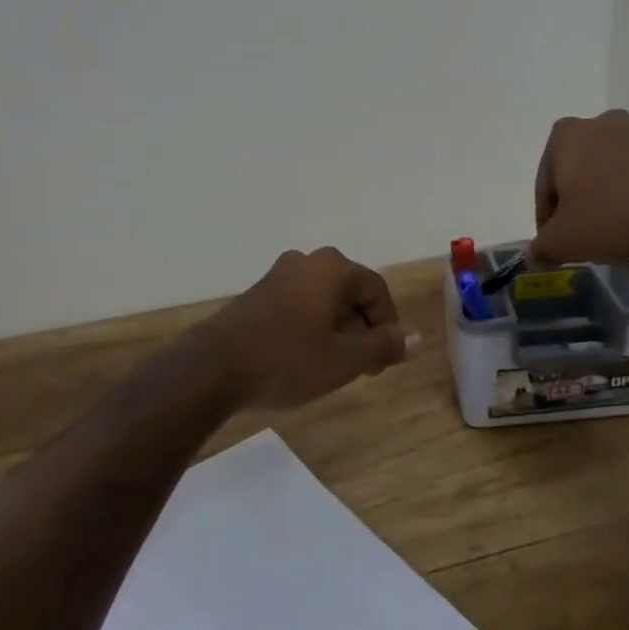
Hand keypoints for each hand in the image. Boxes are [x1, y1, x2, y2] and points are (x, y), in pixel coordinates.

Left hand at [201, 247, 418, 409]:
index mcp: (333, 268)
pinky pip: (299, 305)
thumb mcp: (345, 359)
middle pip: (350, 292)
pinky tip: (304, 358)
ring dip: (338, 330)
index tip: (384, 361)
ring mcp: (278, 276)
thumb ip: (383, 347)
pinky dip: (312, 327)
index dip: (388, 326)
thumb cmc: (288, 359)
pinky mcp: (257, 294)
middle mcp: (307, 261)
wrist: (213, 368)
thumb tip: (415, 339)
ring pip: (324, 300)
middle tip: (363, 367)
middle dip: (363, 329)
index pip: (377, 290)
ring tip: (335, 366)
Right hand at [530, 110, 628, 266]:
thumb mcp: (563, 242)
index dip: (546, 217)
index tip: (555, 242)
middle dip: (579, 200)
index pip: (545, 182)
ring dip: (610, 194)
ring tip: (617, 230)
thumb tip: (537, 255)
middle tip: (584, 235)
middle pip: (580, 169)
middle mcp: (603, 123)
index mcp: (567, 135)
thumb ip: (542, 248)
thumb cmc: (611, 217)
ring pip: (614, 169)